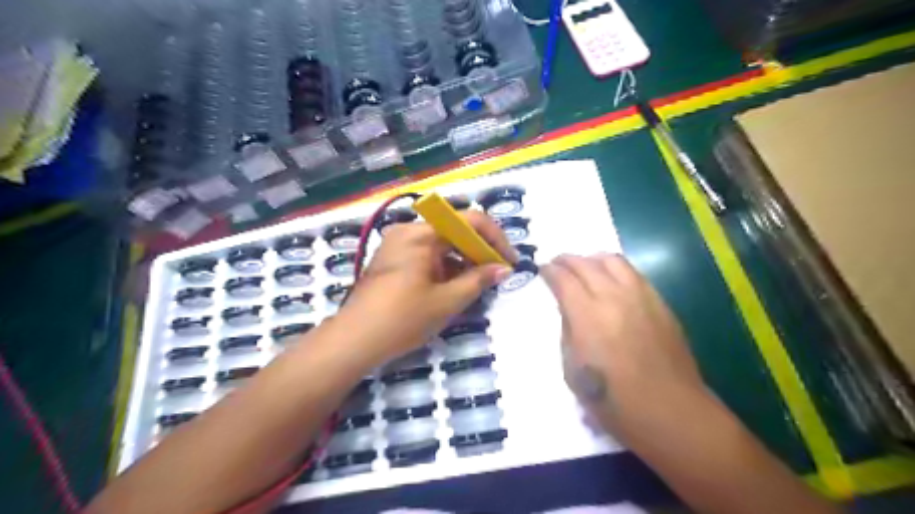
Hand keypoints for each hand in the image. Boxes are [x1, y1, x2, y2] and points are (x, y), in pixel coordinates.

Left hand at [332, 211, 516, 366]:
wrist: (354, 340)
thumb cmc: (402, 319)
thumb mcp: (446, 301)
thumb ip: (478, 280)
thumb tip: (503, 268)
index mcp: (422, 234)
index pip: (469, 220)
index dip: (495, 238)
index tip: (509, 260)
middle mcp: (409, 230)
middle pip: (454, 229)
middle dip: (479, 249)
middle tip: (497, 273)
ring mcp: (398, 243)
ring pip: (441, 242)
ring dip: (463, 258)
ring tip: (480, 282)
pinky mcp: (393, 258)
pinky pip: (427, 253)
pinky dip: (445, 265)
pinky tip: (456, 285)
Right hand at [539, 255, 709, 442]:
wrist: (669, 410)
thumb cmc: (613, 400)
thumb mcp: (572, 369)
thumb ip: (568, 331)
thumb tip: (569, 309)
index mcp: (587, 315)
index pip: (563, 279)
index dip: (549, 271)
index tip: (542, 270)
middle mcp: (613, 297)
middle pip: (586, 264)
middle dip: (567, 260)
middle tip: (557, 264)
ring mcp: (641, 297)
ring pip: (613, 261)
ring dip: (593, 259)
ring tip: (585, 266)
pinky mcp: (660, 303)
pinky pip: (634, 274)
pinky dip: (616, 270)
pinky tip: (612, 280)